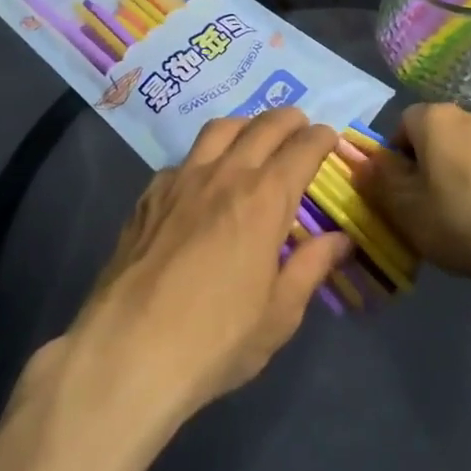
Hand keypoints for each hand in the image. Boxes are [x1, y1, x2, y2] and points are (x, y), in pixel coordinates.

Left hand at [53, 107, 352, 430]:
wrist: (129, 350)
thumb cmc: (216, 339)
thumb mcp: (279, 315)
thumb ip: (311, 267)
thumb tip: (341, 240)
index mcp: (264, 198)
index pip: (302, 149)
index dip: (320, 138)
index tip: (329, 138)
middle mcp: (226, 174)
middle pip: (263, 126)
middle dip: (289, 120)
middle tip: (301, 125)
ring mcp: (183, 179)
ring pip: (220, 129)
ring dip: (246, 125)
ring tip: (254, 136)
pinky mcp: (150, 194)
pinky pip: (185, 159)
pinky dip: (205, 156)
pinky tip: (203, 180)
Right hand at [352, 103, 470, 282]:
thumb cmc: (466, 216)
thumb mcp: (409, 209)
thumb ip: (380, 183)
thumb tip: (359, 162)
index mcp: (432, 118)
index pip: (399, 127)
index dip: (392, 163)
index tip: (398, 198)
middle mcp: (466, 115)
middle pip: (431, 140)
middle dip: (424, 173)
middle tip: (425, 215)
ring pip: (462, 156)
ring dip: (455, 183)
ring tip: (461, 226)